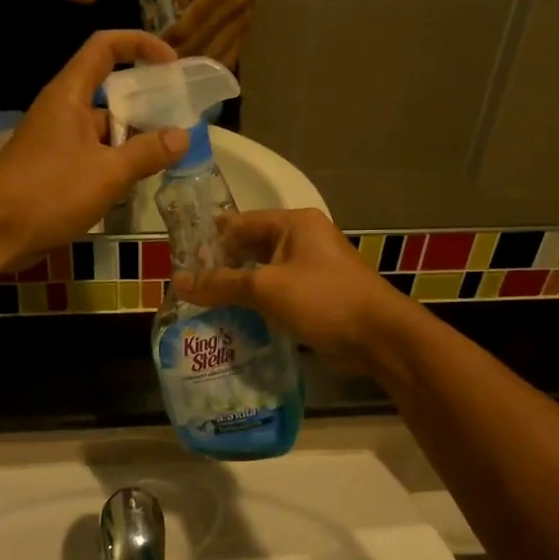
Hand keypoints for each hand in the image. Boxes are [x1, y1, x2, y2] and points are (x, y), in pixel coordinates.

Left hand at [0, 30, 188, 257]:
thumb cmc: (48, 193)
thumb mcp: (108, 173)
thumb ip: (147, 153)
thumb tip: (183, 135)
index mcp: (70, 94)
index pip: (105, 47)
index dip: (140, 45)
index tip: (172, 64)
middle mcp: (62, 110)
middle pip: (110, 90)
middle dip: (146, 102)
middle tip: (181, 120)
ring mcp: (57, 141)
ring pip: (104, 128)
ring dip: (134, 138)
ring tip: (169, 156)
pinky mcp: (54, 169)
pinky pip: (94, 155)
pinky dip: (117, 162)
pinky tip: (139, 182)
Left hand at [166, 0, 267, 65]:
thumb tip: (172, 16)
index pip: (195, 18)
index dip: (176, 34)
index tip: (159, 45)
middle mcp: (234, 9)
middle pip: (205, 40)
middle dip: (182, 54)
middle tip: (164, 64)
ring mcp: (242, 25)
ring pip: (217, 54)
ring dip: (197, 66)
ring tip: (179, 72)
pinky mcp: (247, 36)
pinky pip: (229, 58)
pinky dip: (213, 68)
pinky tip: (200, 74)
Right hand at [172, 209, 415, 370]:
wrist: (379, 337)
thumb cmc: (323, 299)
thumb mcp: (266, 288)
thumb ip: (221, 284)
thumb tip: (179, 282)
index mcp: (294, 224)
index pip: (240, 223)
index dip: (210, 239)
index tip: (180, 258)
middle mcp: (303, 240)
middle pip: (251, 248)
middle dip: (221, 266)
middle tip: (188, 287)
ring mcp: (312, 269)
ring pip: (263, 274)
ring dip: (238, 289)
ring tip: (202, 306)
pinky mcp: (316, 296)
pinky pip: (278, 294)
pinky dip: (257, 305)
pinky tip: (233, 321)